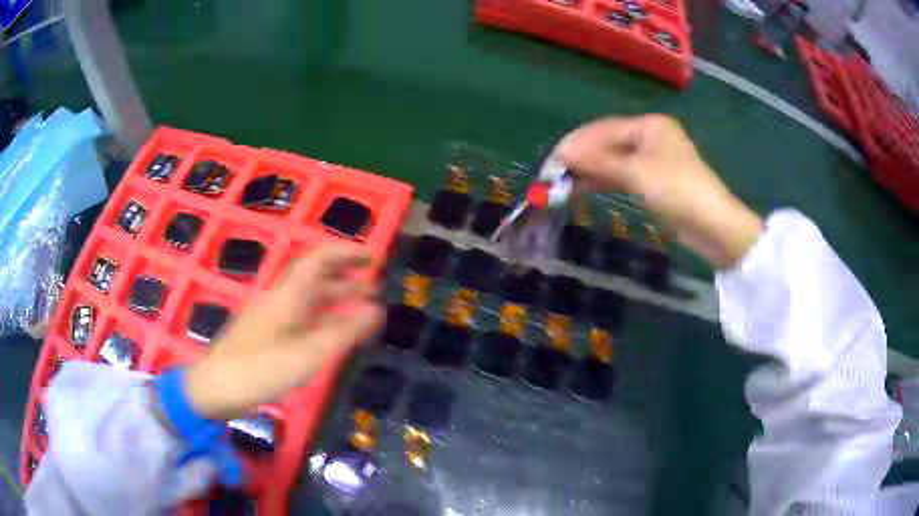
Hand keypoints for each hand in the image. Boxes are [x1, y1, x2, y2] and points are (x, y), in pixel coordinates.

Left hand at [183, 245, 383, 419]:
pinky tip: (331, 332)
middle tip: (374, 286)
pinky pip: (301, 316)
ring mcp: (272, 316)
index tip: (373, 258)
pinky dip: (322, 318)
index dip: (346, 253)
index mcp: (288, 296)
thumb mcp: (306, 355)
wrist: (215, 387)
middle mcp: (280, 299)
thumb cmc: (259, 370)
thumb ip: (342, 333)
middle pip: (314, 276)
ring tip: (362, 308)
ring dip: (335, 298)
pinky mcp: (267, 334)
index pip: (319, 259)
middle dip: (345, 275)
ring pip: (308, 298)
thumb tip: (376, 311)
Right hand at [555, 114, 762, 268]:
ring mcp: (653, 160)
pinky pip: (623, 174)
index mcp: (649, 125)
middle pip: (608, 143)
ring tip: (563, 183)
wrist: (713, 226)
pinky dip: (604, 180)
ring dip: (590, 170)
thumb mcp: (637, 173)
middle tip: (554, 174)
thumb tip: (562, 153)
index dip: (577, 143)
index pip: (604, 129)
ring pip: (614, 160)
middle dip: (582, 157)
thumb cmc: (678, 191)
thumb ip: (599, 162)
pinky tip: (584, 187)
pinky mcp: (654, 181)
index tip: (552, 160)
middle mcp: (650, 137)